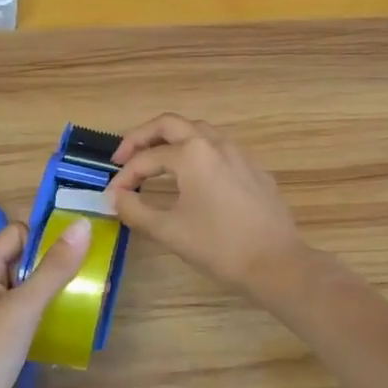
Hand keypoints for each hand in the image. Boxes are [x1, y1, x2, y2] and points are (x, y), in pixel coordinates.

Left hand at [0, 218, 91, 387]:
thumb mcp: (25, 305)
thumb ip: (55, 266)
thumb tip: (82, 224)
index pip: (17, 233)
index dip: (47, 230)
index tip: (83, 235)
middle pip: (24, 259)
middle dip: (57, 259)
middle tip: (96, 262)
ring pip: (28, 289)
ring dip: (57, 287)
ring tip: (93, 289)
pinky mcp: (0, 342)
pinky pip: (28, 315)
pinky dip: (49, 312)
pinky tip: (73, 320)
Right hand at [105, 115, 304, 295]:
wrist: (277, 263)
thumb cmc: (219, 246)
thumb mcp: (169, 230)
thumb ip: (135, 210)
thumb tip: (114, 197)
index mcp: (192, 154)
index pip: (146, 159)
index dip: (124, 177)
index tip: (111, 197)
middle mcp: (215, 143)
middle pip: (170, 124)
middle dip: (142, 137)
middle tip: (123, 158)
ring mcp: (239, 154)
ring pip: (198, 131)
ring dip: (171, 139)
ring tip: (155, 160)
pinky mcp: (255, 170)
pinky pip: (219, 149)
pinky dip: (197, 152)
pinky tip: (193, 177)